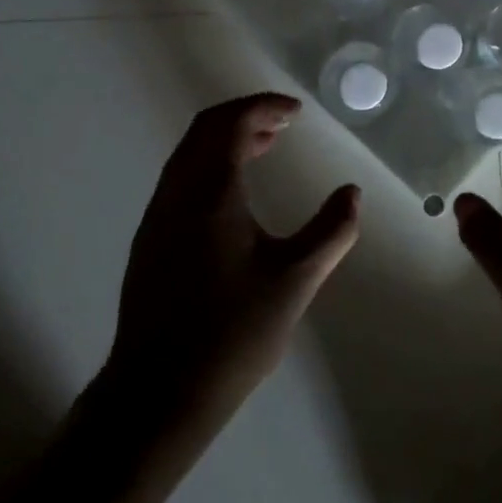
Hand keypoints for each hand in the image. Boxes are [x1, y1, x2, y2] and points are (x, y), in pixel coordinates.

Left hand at [105, 93, 361, 441]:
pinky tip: (233, 196)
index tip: (296, 112)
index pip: (232, 122)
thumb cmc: (231, 333)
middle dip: (245, 116)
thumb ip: (330, 231)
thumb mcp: (295, 281)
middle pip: (206, 128)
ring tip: (263, 149)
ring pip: (189, 153)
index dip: (265, 106)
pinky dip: (209, 164)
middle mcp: (177, 192)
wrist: (156, 395)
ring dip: (225, 140)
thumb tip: (351, 194)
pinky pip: (181, 178)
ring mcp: (157, 217)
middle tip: (282, 125)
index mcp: (210, 191)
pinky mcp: (150, 241)